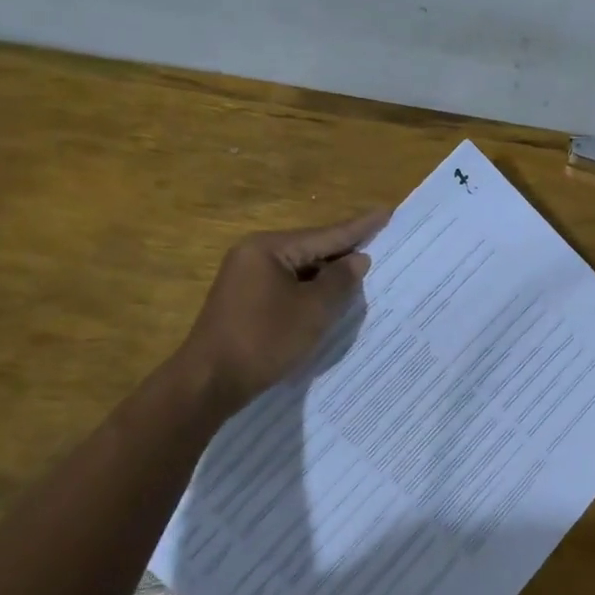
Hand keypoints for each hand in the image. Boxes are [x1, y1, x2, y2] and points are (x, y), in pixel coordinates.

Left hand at [175, 210, 388, 407]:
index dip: (359, 227)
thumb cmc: (265, 339)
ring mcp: (245, 279)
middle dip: (344, 252)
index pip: (325, 235)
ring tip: (362, 272)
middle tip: (380, 242)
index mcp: (268, 248)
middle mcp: (254, 255)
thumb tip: (358, 259)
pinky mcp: (244, 301)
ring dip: (328, 276)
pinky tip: (330, 299)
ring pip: (298, 271)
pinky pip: (286, 287)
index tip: (385, 212)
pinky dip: (310, 292)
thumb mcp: (313, 310)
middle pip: (310, 249)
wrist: (209, 382)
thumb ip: (340, 281)